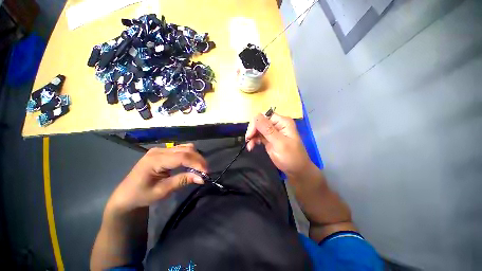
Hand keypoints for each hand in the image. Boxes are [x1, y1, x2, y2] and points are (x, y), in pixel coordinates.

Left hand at [106, 144, 206, 213]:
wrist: (126, 195)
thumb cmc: (141, 195)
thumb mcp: (162, 191)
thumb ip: (182, 181)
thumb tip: (201, 178)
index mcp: (155, 160)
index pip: (182, 157)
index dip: (196, 163)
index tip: (206, 172)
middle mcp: (159, 150)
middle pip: (186, 150)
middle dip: (198, 160)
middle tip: (205, 172)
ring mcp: (161, 149)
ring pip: (185, 148)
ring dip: (196, 157)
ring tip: (200, 168)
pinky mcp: (163, 151)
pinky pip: (181, 149)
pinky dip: (190, 155)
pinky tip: (192, 164)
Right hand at [245, 113, 314, 177]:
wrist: (296, 171)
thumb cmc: (291, 157)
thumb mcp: (279, 143)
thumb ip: (268, 130)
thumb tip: (256, 116)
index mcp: (282, 122)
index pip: (264, 116)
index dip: (256, 123)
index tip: (250, 134)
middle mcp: (277, 124)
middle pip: (259, 122)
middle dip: (253, 130)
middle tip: (248, 140)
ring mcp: (272, 132)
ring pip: (257, 129)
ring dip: (252, 136)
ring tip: (249, 146)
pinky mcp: (269, 139)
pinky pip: (258, 136)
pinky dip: (253, 140)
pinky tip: (251, 146)